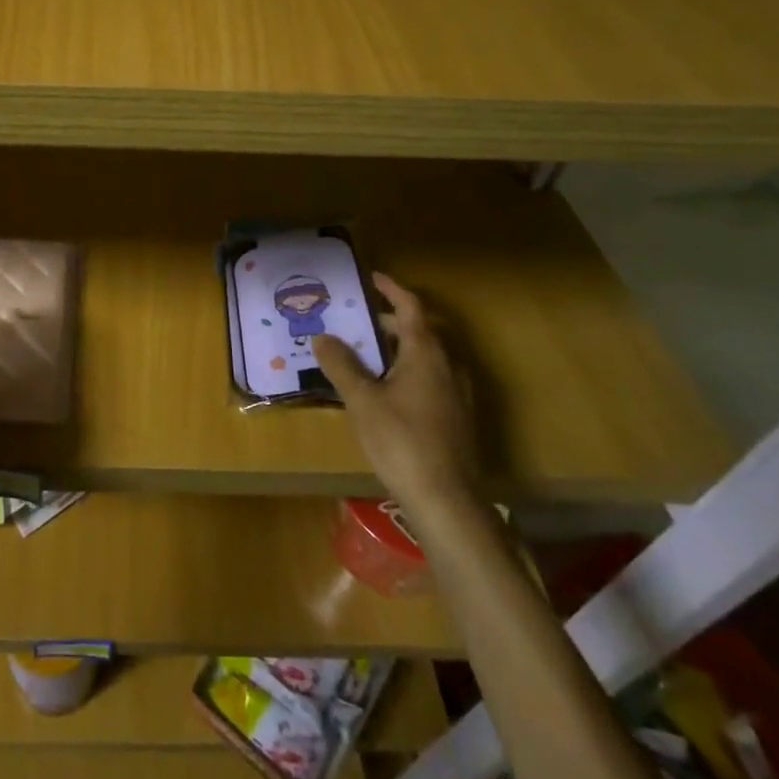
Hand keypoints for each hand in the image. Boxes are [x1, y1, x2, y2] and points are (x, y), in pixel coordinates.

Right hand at [312, 272, 478, 520]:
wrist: (447, 501)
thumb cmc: (402, 441)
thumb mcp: (362, 400)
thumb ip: (341, 365)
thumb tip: (321, 336)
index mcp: (427, 354)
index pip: (412, 307)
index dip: (392, 289)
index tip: (371, 278)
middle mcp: (448, 366)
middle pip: (421, 331)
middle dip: (390, 321)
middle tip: (358, 320)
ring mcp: (457, 394)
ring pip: (427, 356)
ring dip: (399, 347)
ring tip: (366, 353)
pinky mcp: (457, 417)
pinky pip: (431, 378)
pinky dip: (407, 370)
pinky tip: (386, 390)